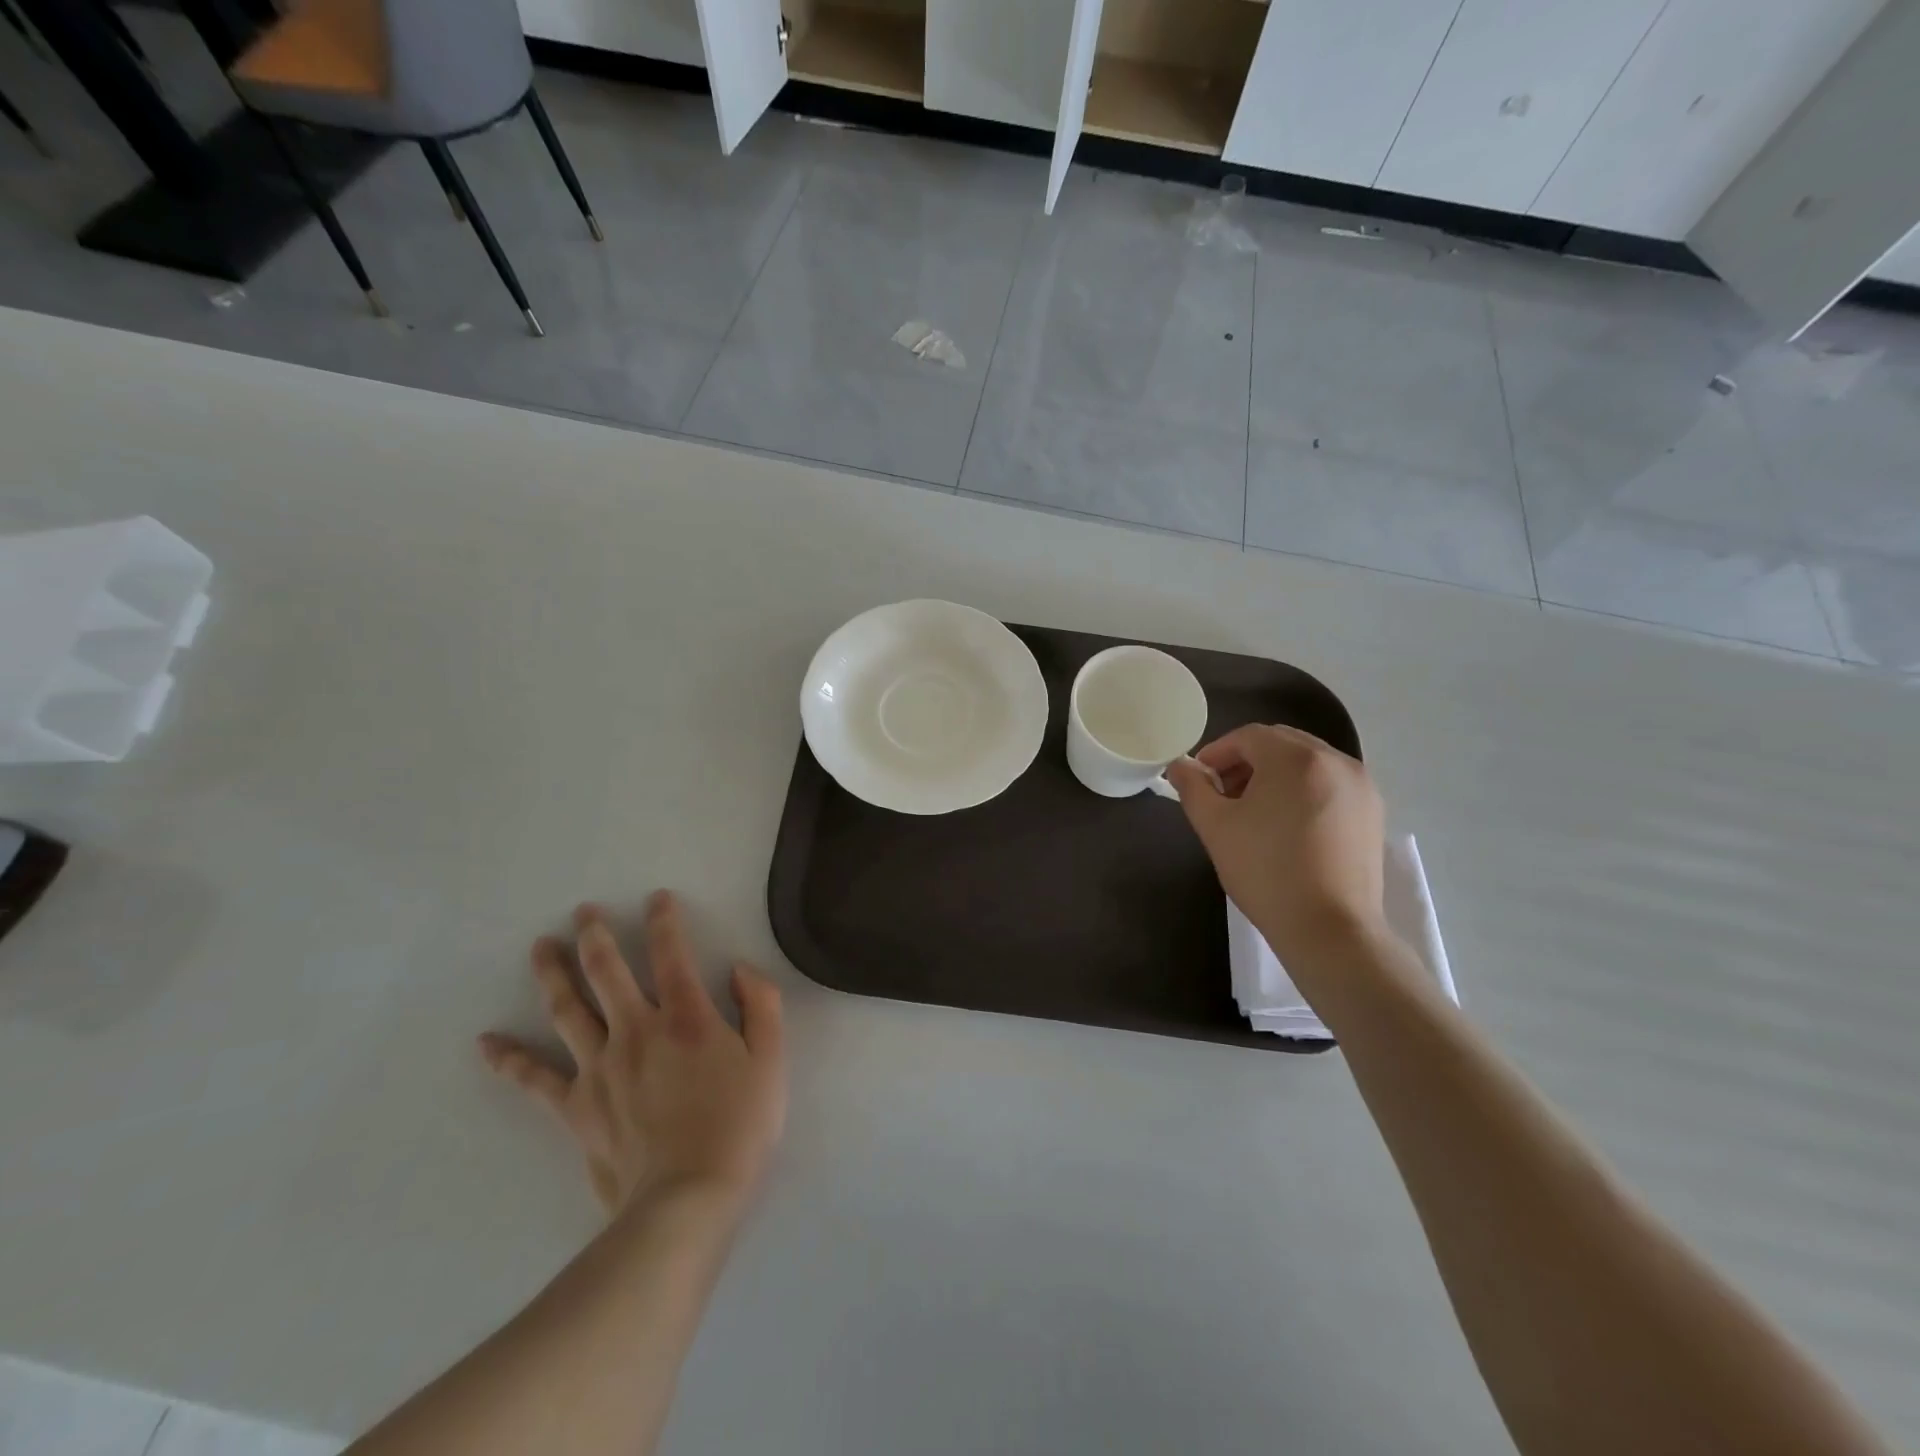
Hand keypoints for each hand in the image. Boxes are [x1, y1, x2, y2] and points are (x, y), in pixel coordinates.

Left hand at [478, 891, 786, 1214]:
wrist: (688, 1199)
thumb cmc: (739, 1126)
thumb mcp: (771, 1060)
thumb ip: (761, 1005)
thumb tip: (740, 970)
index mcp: (686, 1017)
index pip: (671, 954)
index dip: (663, 921)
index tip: (656, 899)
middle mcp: (636, 1030)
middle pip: (607, 972)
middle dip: (595, 935)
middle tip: (582, 911)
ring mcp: (599, 1067)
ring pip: (568, 1010)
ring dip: (552, 974)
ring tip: (540, 947)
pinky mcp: (575, 1106)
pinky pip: (535, 1078)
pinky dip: (509, 1060)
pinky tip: (487, 1043)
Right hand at [1166, 724, 1385, 970]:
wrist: (1330, 930)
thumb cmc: (1265, 872)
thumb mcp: (1215, 827)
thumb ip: (1192, 787)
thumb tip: (1180, 765)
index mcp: (1296, 758)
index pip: (1248, 736)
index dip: (1217, 752)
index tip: (1199, 780)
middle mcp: (1336, 760)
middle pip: (1281, 743)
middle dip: (1247, 761)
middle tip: (1223, 793)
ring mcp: (1361, 786)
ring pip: (1308, 763)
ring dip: (1275, 775)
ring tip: (1254, 812)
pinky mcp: (1374, 813)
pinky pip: (1330, 784)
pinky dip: (1303, 791)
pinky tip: (1287, 826)